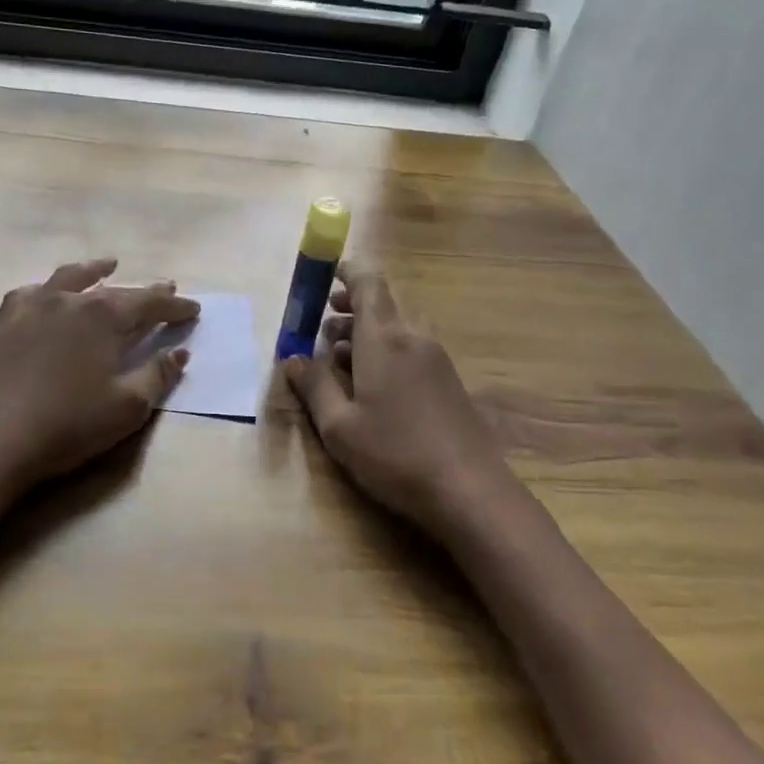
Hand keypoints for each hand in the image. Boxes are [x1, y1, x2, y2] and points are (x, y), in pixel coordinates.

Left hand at [0, 258, 198, 495]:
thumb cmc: (66, 425)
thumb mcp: (126, 407)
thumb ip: (157, 375)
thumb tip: (180, 352)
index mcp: (103, 316)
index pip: (149, 303)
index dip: (175, 306)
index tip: (194, 309)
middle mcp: (69, 300)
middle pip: (115, 290)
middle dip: (144, 291)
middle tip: (166, 287)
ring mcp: (32, 307)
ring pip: (70, 279)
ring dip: (94, 271)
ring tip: (108, 265)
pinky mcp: (4, 324)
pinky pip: (32, 293)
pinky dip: (49, 288)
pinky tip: (49, 294)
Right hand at [284, 264, 511, 539]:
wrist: (470, 491)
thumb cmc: (395, 454)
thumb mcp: (339, 426)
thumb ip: (314, 386)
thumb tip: (292, 359)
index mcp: (384, 339)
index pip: (367, 283)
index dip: (345, 273)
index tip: (323, 277)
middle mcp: (413, 338)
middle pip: (380, 305)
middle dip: (348, 309)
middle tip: (320, 327)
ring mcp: (436, 359)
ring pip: (395, 329)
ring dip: (364, 334)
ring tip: (337, 359)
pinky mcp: (448, 381)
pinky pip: (410, 349)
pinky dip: (384, 353)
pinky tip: (369, 386)